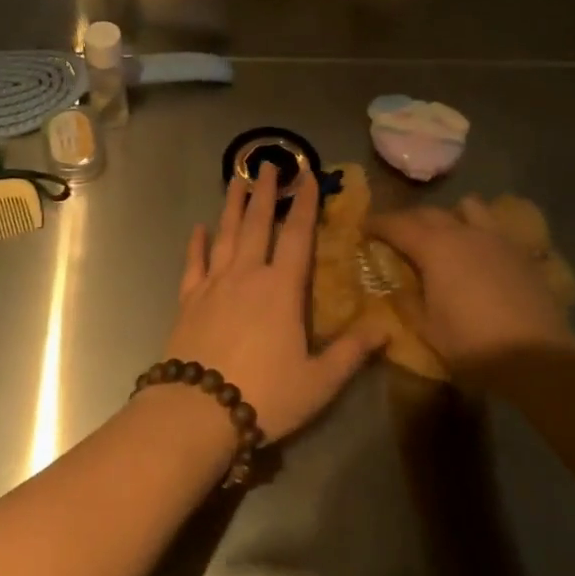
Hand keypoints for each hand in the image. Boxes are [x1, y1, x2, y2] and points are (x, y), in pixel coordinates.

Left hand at [158, 167, 388, 441]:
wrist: (197, 411)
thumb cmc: (265, 395)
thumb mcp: (319, 381)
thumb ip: (351, 352)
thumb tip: (385, 328)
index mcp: (281, 288)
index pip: (297, 235)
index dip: (305, 203)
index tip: (307, 174)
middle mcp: (247, 275)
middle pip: (256, 223)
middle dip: (263, 192)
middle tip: (265, 164)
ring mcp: (214, 284)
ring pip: (224, 234)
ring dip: (230, 205)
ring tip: (234, 179)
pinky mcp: (189, 299)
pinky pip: (193, 263)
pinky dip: (196, 243)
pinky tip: (197, 228)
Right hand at [367, 197, 574, 372]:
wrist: (539, 356)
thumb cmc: (473, 344)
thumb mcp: (427, 329)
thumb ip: (407, 302)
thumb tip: (395, 286)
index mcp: (433, 248)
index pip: (397, 225)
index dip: (377, 224)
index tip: (364, 228)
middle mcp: (462, 232)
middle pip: (428, 212)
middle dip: (408, 219)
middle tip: (396, 234)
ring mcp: (495, 238)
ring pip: (467, 207)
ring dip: (450, 215)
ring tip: (444, 235)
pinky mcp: (520, 251)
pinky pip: (493, 227)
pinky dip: (478, 231)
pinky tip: (479, 253)